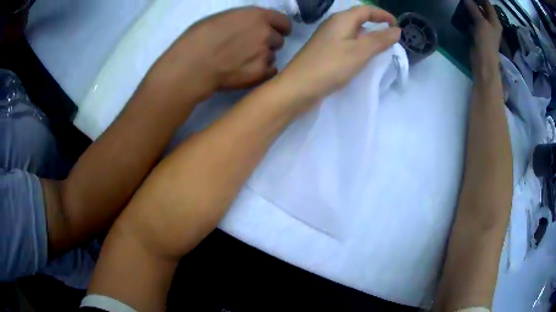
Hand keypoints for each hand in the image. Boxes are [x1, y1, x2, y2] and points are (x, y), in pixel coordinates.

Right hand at [150, 7, 291, 96]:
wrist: (192, 66)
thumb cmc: (199, 38)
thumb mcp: (222, 18)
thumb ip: (243, 21)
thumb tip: (249, 26)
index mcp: (256, 16)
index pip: (283, 21)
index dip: (280, 27)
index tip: (277, 31)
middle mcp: (266, 34)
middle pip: (278, 40)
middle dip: (268, 43)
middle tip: (251, 48)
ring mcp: (265, 54)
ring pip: (272, 56)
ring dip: (262, 58)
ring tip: (243, 62)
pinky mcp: (260, 74)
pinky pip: (270, 71)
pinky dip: (262, 72)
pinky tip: (247, 72)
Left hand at [276, 6, 400, 103]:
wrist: (298, 87)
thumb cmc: (330, 66)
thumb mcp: (360, 51)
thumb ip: (379, 40)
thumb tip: (396, 30)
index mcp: (341, 19)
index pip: (365, 9)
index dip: (382, 14)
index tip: (396, 24)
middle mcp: (333, 24)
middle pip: (358, 18)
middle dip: (375, 23)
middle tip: (390, 36)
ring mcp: (327, 38)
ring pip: (352, 31)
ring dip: (367, 35)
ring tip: (380, 46)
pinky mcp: (324, 51)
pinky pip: (346, 42)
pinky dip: (358, 45)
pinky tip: (362, 56)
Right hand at [465, 0, 501, 72]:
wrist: (483, 61)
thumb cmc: (486, 42)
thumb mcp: (481, 23)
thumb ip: (474, 9)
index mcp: (495, 22)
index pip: (488, 5)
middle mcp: (491, 24)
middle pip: (483, 9)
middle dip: (475, 2)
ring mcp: (485, 29)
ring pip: (478, 15)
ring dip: (471, 9)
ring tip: (463, 2)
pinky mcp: (478, 34)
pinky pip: (474, 21)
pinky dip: (469, 16)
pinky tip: (463, 12)